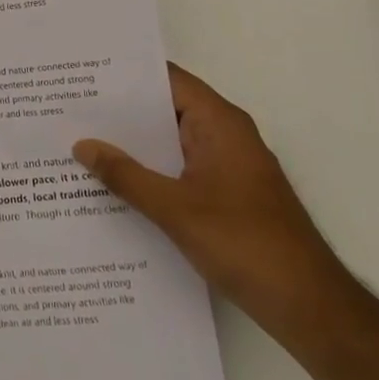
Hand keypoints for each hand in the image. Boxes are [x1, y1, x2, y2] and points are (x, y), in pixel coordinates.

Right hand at [73, 62, 348, 333]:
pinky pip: (179, 169)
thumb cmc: (245, 244)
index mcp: (219, 124)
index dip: (126, 74)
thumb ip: (126, 175)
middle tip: (69, 108)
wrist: (309, 307)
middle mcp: (225, 136)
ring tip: (80, 141)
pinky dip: (149, 171)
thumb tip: (82, 144)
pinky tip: (113, 185)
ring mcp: (227, 167)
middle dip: (120, 110)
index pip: (168, 80)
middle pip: (166, 109)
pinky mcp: (226, 195)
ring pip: (170, 143)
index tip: (83, 72)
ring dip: (133, 145)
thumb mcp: (175, 209)